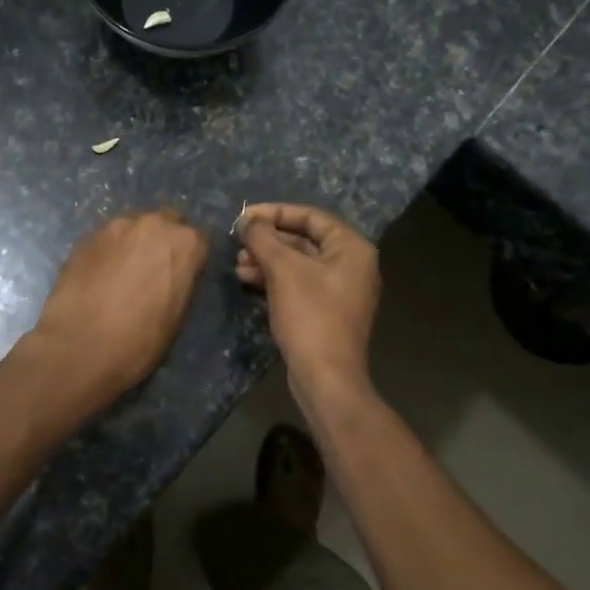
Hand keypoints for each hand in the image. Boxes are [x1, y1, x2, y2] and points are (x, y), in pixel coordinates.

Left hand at [30, 209, 209, 398]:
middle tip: (152, 271)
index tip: (181, 276)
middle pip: (165, 222)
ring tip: (122, 275)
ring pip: (132, 227)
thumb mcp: (177, 316)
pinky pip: (105, 240)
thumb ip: (180, 282)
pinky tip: (98, 278)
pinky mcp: (84, 238)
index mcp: (184, 243)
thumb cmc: (139, 340)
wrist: (78, 348)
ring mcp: (114, 227)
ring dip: (133, 244)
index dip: (190, 259)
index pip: (199, 240)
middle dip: (162, 242)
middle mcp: (152, 224)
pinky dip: (107, 253)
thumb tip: (173, 276)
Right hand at [236, 203, 380, 397]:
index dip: (274, 212)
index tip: (243, 217)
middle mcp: (351, 264)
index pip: (310, 216)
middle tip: (238, 243)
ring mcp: (340, 290)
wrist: (325, 377)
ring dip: (267, 260)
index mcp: (351, 248)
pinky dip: (274, 279)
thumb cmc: (310, 316)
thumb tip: (247, 220)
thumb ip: (263, 238)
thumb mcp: (283, 270)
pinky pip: (298, 284)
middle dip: (268, 240)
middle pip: (304, 239)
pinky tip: (248, 281)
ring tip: (239, 265)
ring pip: (298, 263)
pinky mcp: (326, 311)